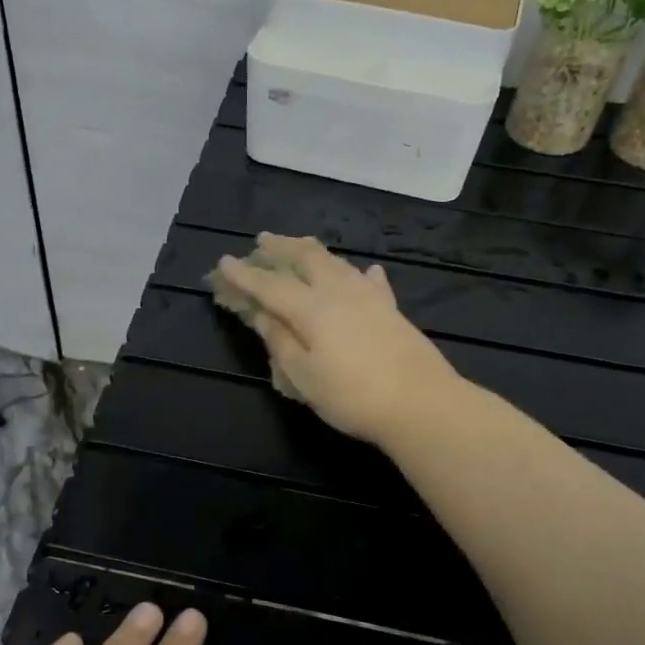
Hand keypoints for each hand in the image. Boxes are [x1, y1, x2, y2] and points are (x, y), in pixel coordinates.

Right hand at [214, 234, 463, 444]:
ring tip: (300, 247)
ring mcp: (370, 297)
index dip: (245, 275)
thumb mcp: (304, 377)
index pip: (270, 285)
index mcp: (311, 308)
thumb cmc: (353, 396)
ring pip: (337, 262)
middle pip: (307, 258)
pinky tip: (363, 271)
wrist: (421, 404)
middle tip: (263, 240)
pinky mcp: (392, 310)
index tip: (223, 262)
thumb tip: (262, 316)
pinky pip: (370, 281)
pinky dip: (357, 272)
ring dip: (314, 252)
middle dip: (282, 247)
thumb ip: (280, 343)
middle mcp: (339, 292)